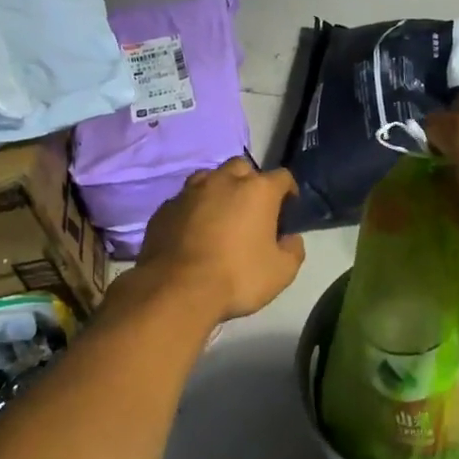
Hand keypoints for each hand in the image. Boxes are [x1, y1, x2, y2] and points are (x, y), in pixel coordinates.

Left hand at [135, 159, 306, 322]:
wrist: (176, 290)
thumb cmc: (237, 277)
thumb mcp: (282, 272)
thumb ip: (293, 249)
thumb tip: (290, 238)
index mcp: (257, 190)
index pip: (282, 176)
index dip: (288, 191)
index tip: (288, 209)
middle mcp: (223, 181)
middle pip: (242, 168)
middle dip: (250, 183)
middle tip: (251, 210)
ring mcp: (190, 192)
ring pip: (209, 178)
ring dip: (218, 191)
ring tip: (220, 216)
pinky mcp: (165, 208)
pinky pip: (185, 201)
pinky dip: (193, 210)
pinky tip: (193, 232)